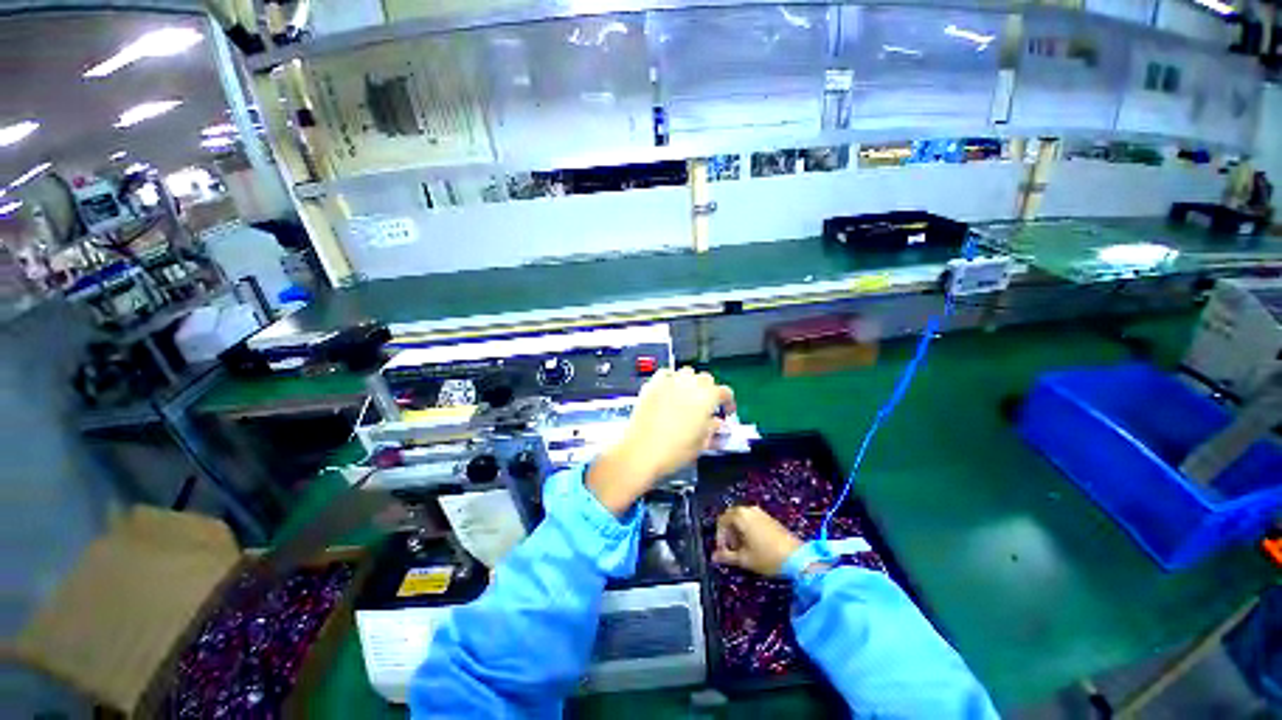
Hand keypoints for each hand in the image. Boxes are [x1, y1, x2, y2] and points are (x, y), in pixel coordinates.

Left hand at [587, 367, 734, 514]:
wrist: (640, 451)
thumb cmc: (673, 451)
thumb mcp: (700, 444)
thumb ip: (712, 430)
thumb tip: (716, 424)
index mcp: (707, 397)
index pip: (725, 392)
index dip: (728, 402)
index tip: (726, 411)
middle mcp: (690, 384)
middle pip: (706, 379)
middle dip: (709, 391)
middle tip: (706, 406)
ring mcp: (670, 381)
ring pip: (687, 373)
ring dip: (691, 382)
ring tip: (688, 397)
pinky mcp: (652, 384)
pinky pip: (666, 374)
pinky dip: (671, 379)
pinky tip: (669, 391)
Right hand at [712, 506, 802, 576]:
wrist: (797, 557)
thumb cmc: (767, 557)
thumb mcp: (744, 559)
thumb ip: (726, 556)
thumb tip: (714, 557)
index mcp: (740, 516)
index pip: (722, 521)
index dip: (719, 536)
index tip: (722, 551)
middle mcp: (749, 509)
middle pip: (731, 517)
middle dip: (728, 533)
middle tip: (731, 549)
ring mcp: (761, 512)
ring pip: (742, 518)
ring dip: (738, 531)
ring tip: (742, 548)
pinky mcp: (770, 518)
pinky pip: (752, 519)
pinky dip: (748, 529)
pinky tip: (753, 544)